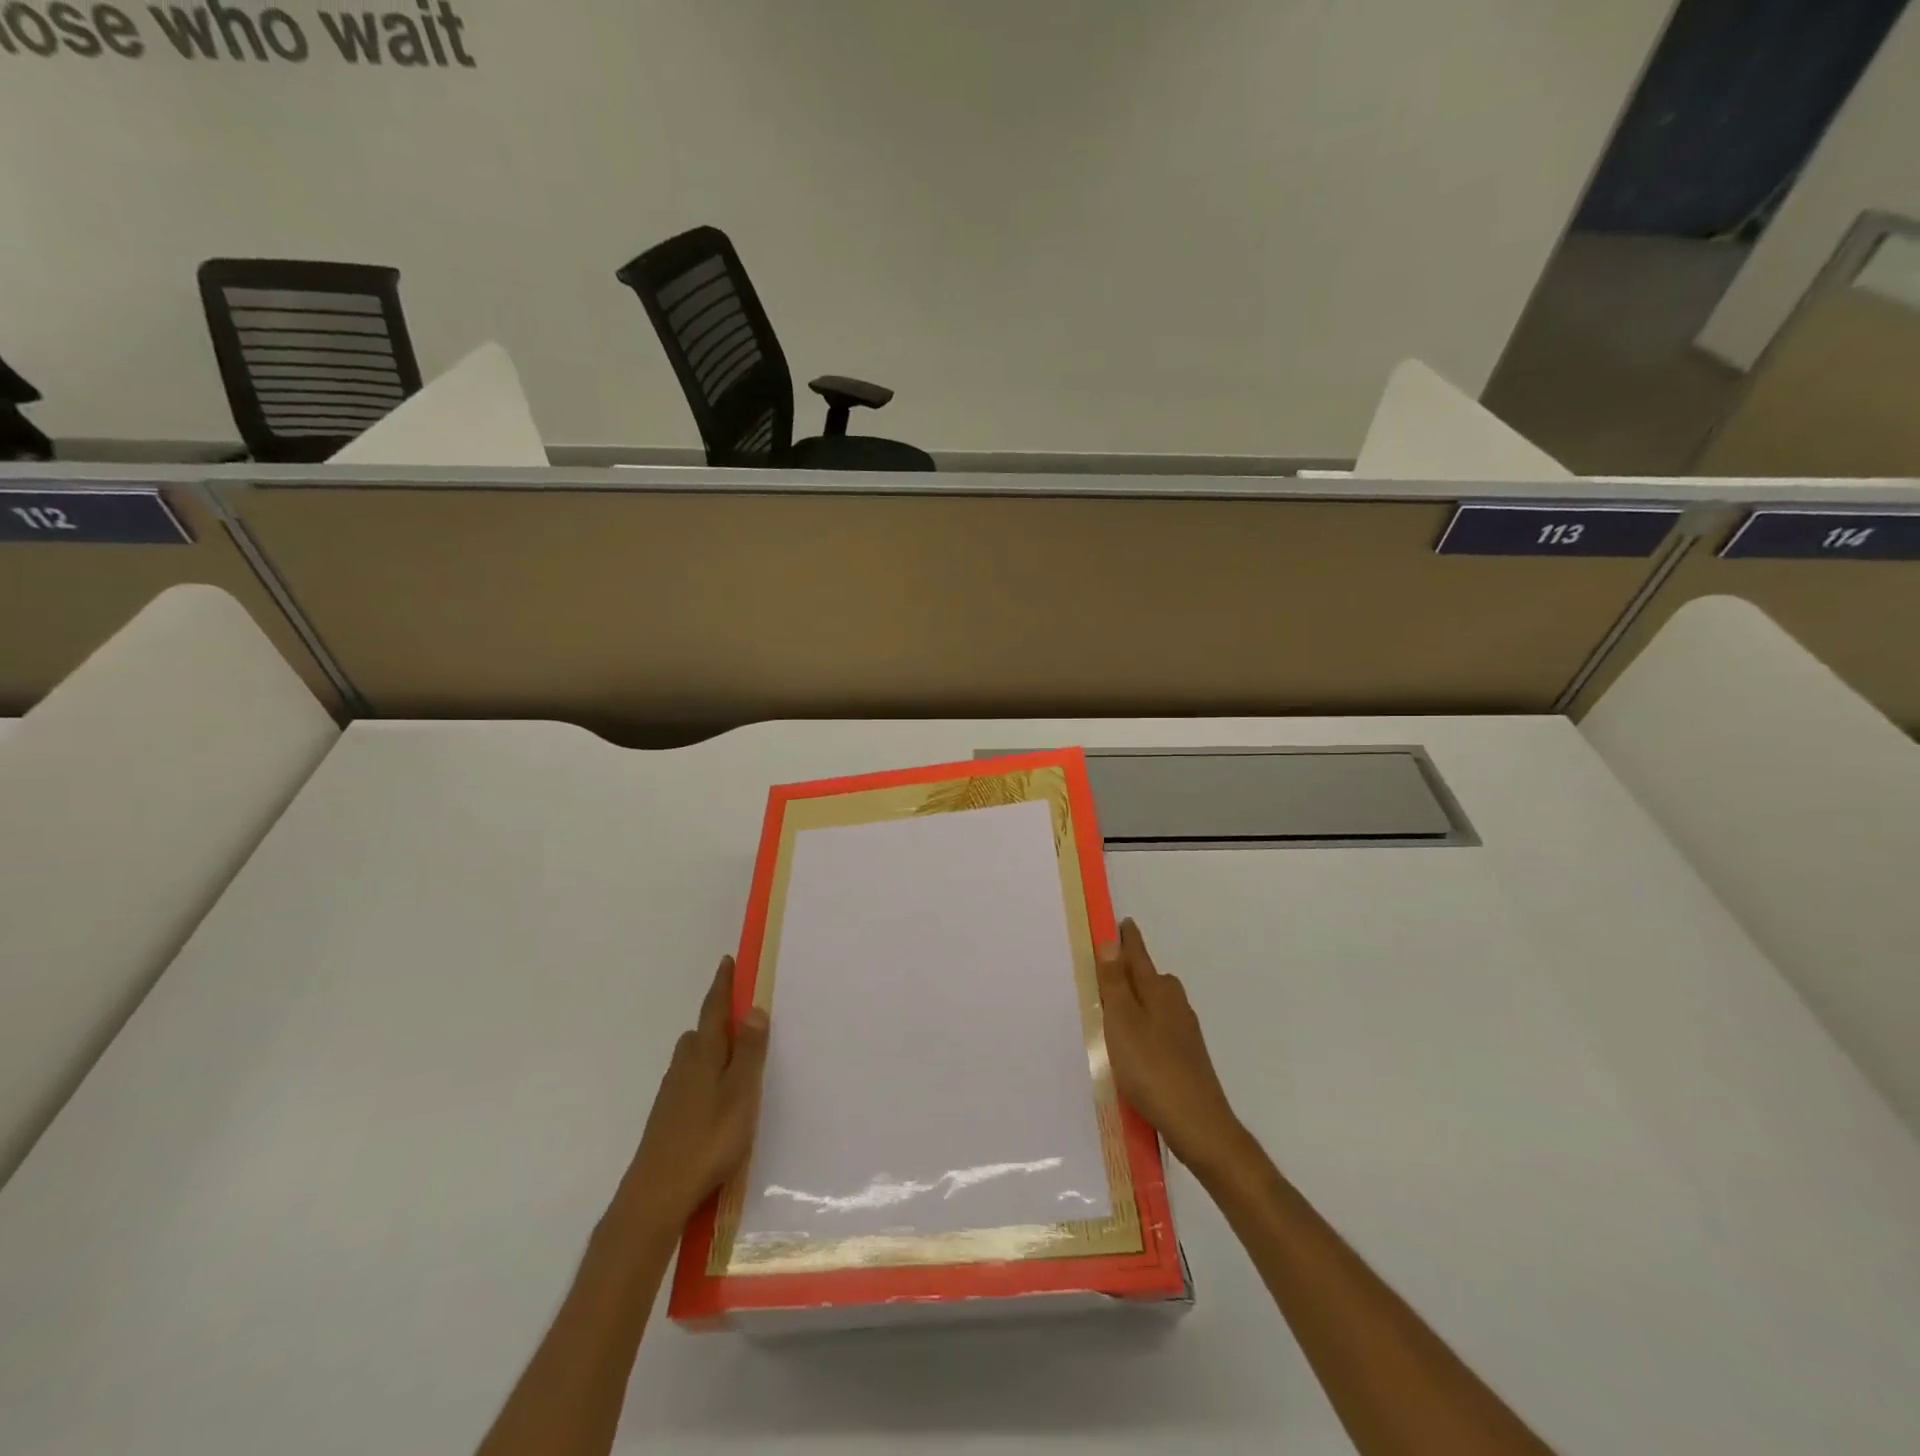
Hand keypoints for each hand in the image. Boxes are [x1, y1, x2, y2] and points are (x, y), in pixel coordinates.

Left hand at [607, 957, 770, 1238]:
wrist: (655, 1195)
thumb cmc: (707, 1140)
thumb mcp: (741, 1094)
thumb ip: (749, 1053)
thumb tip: (753, 1008)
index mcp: (705, 1055)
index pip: (714, 1010)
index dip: (722, 986)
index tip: (727, 961)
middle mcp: (684, 1066)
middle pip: (701, 1032)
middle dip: (718, 1019)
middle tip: (741, 1014)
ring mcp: (671, 1093)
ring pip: (692, 1057)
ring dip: (711, 1048)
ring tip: (733, 1056)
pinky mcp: (666, 1117)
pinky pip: (688, 1080)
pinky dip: (703, 1074)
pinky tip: (713, 1095)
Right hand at [1097, 918, 1251, 1182]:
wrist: (1199, 1125)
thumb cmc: (1152, 1069)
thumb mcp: (1123, 1022)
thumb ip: (1116, 982)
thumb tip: (1113, 941)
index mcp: (1158, 991)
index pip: (1139, 956)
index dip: (1128, 940)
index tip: (1123, 921)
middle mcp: (1175, 1004)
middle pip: (1151, 977)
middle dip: (1133, 968)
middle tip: (1108, 966)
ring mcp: (1184, 1031)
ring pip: (1157, 1002)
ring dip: (1138, 998)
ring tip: (1115, 1006)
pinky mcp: (1187, 1056)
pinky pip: (1160, 1026)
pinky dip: (1145, 1023)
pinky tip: (1135, 1043)